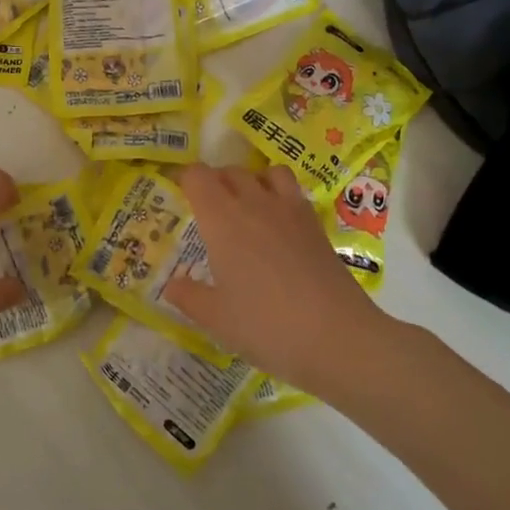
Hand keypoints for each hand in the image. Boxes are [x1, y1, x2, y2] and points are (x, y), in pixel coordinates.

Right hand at [163, 163, 390, 390]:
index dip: (183, 179)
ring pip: (266, 173)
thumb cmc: (266, 326)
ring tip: (245, 208)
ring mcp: (290, 211)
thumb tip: (171, 284)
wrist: (338, 338)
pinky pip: (293, 192)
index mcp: (222, 220)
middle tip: (206, 209)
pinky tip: (277, 227)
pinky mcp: (316, 225)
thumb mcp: (216, 319)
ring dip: (251, 181)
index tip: (176, 195)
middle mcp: (255, 204)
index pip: (197, 176)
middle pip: (230, 171)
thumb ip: (188, 296)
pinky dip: (279, 196)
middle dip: (214, 182)